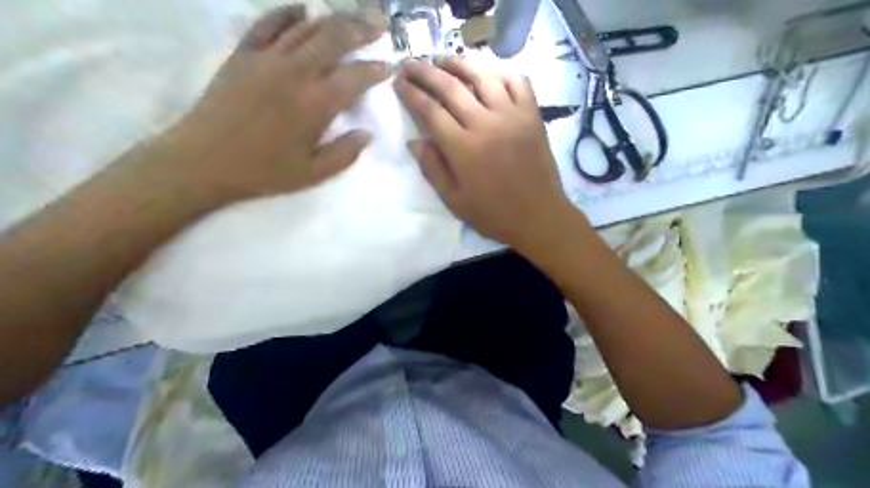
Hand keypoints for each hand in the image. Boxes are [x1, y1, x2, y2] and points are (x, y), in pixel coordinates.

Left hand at [155, 6, 388, 206]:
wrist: (203, 160)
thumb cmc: (263, 171)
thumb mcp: (312, 173)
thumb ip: (345, 153)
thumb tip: (367, 134)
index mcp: (315, 104)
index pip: (355, 77)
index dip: (376, 69)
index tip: (389, 66)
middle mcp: (295, 72)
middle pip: (334, 38)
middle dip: (361, 29)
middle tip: (379, 25)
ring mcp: (267, 58)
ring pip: (306, 26)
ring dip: (333, 19)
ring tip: (352, 17)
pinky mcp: (243, 54)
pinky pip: (269, 23)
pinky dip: (288, 13)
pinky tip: (303, 10)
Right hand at [397, 58, 576, 251]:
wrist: (539, 217)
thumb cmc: (493, 214)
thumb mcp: (454, 200)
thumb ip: (432, 169)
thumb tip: (414, 141)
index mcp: (463, 148)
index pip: (430, 111)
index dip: (411, 93)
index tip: (398, 82)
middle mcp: (485, 124)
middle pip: (450, 87)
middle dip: (425, 71)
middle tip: (410, 64)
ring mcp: (512, 115)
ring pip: (482, 76)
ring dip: (459, 63)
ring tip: (443, 60)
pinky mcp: (532, 115)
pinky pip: (517, 81)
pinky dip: (500, 71)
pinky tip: (487, 72)